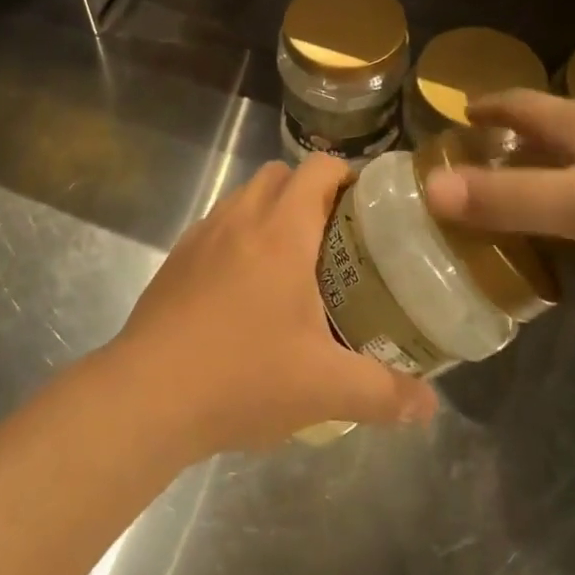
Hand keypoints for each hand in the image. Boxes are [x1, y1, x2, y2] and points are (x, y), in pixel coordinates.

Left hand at [111, 156, 436, 455]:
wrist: (145, 397)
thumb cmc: (242, 377)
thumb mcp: (325, 389)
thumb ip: (384, 393)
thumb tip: (428, 406)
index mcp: (281, 231)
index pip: (318, 169)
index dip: (347, 175)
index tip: (368, 206)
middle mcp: (240, 219)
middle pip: (280, 174)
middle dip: (310, 192)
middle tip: (336, 239)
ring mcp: (202, 236)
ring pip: (244, 198)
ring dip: (272, 213)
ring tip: (293, 264)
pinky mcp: (176, 260)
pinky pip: (217, 227)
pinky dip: (239, 238)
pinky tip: (246, 291)